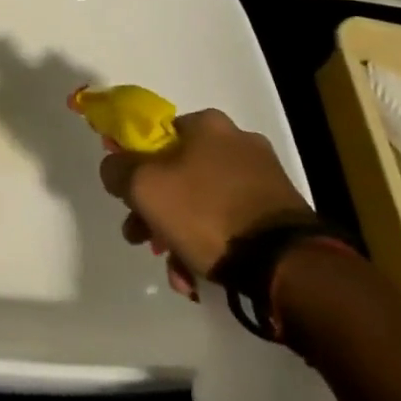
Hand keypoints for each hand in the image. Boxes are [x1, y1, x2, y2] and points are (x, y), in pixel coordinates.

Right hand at [100, 108, 310, 282]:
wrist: (285, 264)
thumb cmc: (205, 213)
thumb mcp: (143, 187)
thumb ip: (118, 170)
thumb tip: (115, 167)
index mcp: (207, 125)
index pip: (155, 135)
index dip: (134, 164)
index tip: (127, 196)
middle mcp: (238, 142)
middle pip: (178, 172)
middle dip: (155, 209)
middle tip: (143, 238)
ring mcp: (264, 178)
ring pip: (202, 202)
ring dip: (180, 234)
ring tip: (175, 271)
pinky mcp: (281, 212)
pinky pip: (230, 222)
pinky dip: (211, 245)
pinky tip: (199, 276)